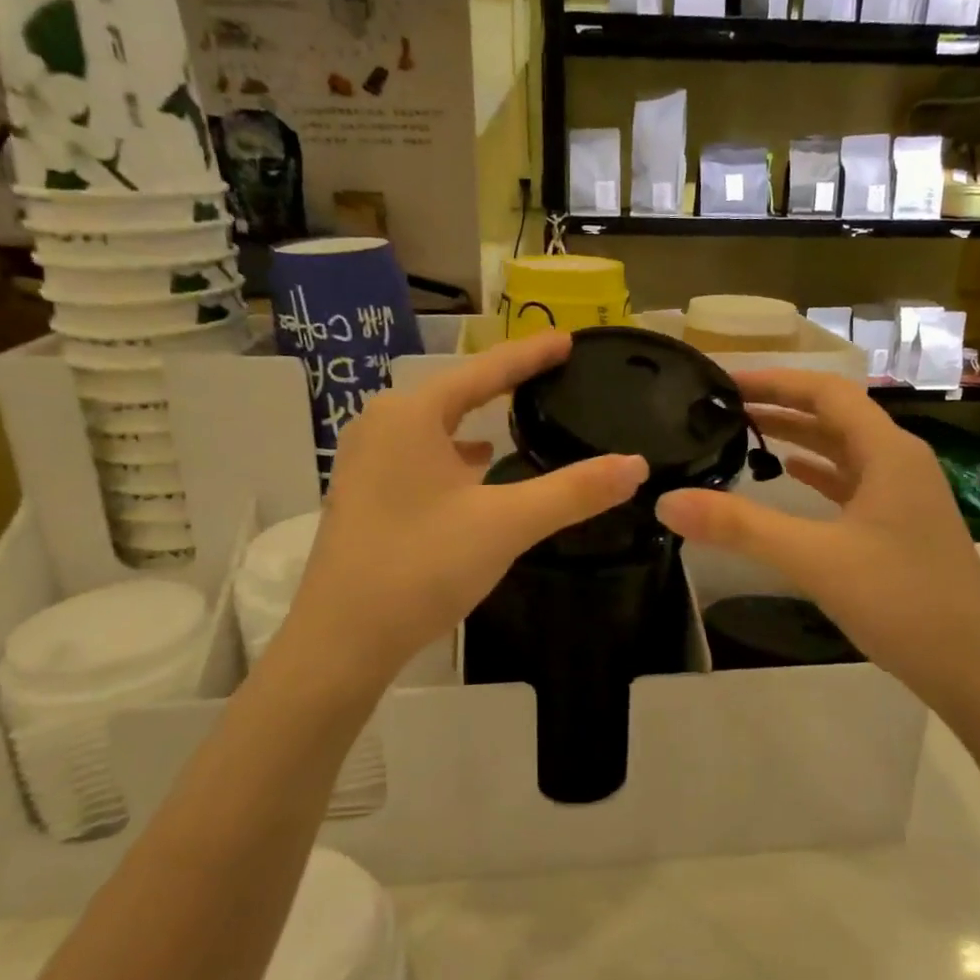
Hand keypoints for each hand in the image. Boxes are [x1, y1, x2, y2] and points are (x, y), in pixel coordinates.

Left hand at [282, 331, 647, 685]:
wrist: (342, 640)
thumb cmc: (422, 567)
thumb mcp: (506, 524)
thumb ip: (573, 492)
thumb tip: (636, 465)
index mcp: (410, 415)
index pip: (484, 371)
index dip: (530, 354)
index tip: (568, 338)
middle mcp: (381, 425)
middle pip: (456, 392)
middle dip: (502, 383)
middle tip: (549, 373)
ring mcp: (365, 461)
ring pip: (434, 426)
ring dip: (475, 419)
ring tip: (517, 416)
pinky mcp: (363, 494)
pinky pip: (419, 455)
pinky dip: (453, 454)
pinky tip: (475, 469)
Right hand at [654, 368, 979, 708]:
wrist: (971, 666)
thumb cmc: (900, 601)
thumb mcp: (813, 559)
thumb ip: (740, 527)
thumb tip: (668, 502)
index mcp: (889, 452)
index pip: (826, 392)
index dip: (775, 381)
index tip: (726, 382)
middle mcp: (900, 461)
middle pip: (835, 415)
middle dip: (781, 406)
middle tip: (726, 407)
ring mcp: (904, 494)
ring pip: (844, 449)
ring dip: (798, 437)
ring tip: (747, 433)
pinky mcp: (900, 524)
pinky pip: (852, 481)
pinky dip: (818, 472)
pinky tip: (790, 476)